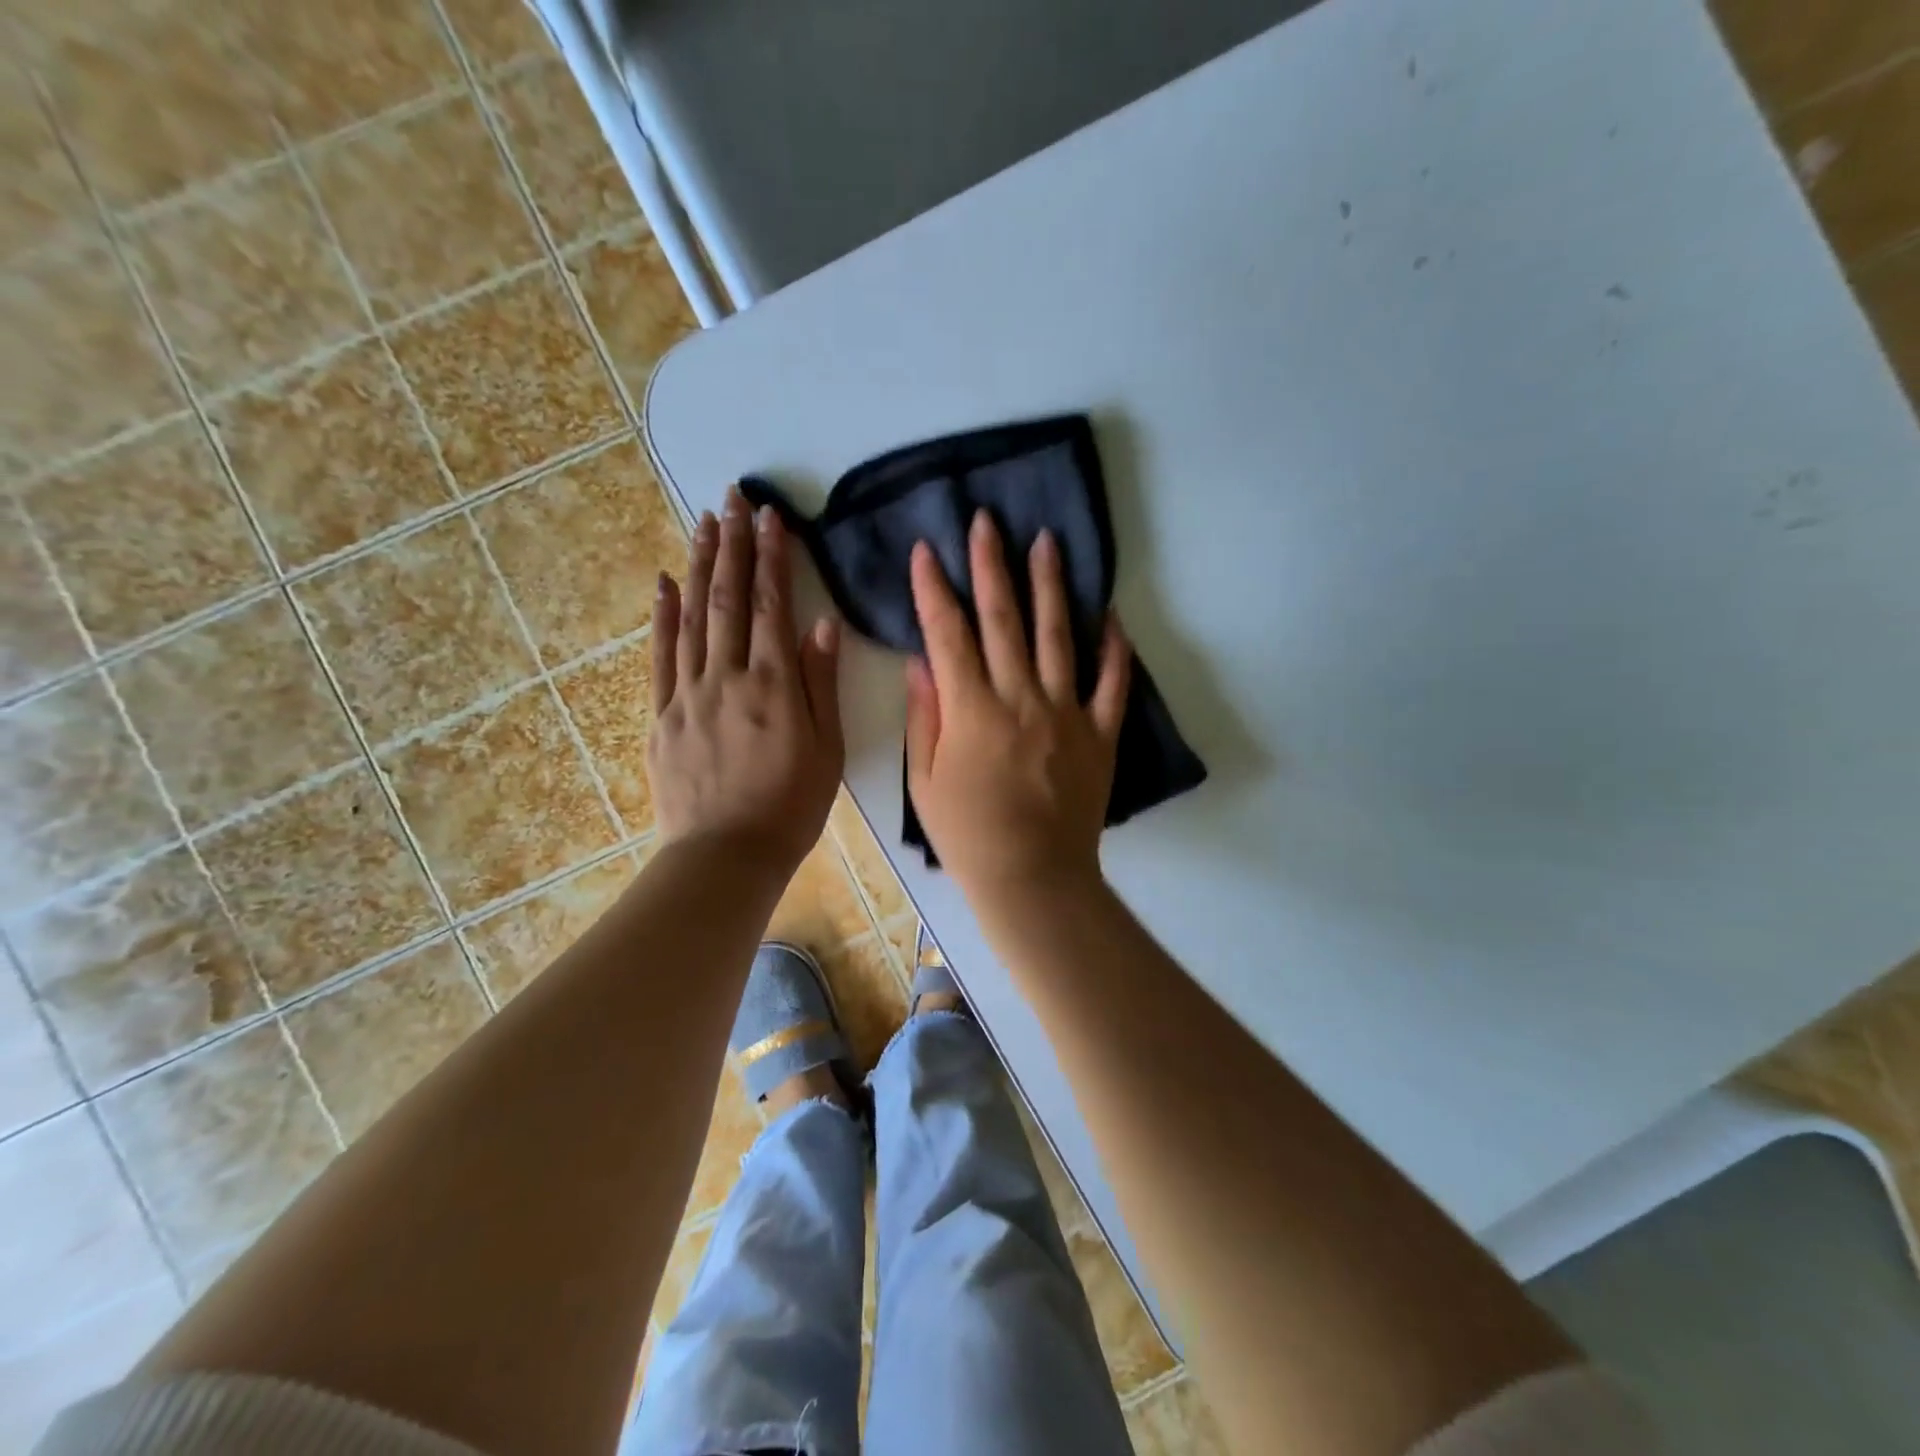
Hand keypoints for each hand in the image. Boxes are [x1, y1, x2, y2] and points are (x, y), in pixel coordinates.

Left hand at [647, 489, 843, 877]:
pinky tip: (665, 582)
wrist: (726, 856)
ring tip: (704, 522)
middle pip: (728, 598)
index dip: (772, 557)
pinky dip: (663, 615)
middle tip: (734, 497)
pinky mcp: (661, 716)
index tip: (772, 517)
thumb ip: (821, 684)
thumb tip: (822, 625)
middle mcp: (727, 678)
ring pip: (692, 617)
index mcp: (773, 686)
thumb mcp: (828, 750)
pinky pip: (660, 656)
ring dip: (699, 565)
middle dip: (733, 543)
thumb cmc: (791, 807)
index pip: (771, 605)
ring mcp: (687, 694)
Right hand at [906, 510, 1130, 905]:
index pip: (948, 634)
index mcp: (971, 710)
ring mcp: (1066, 712)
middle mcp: (1020, 698)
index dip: (934, 589)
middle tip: (988, 521)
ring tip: (1048, 541)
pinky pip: (1111, 682)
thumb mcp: (924, 781)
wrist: (1032, 877)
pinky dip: (1113, 647)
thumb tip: (920, 662)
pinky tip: (1110, 614)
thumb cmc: (968, 834)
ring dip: (1051, 585)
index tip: (927, 550)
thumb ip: (923, 717)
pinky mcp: (1100, 733)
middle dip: (992, 565)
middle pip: (1003, 619)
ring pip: (1058, 636)